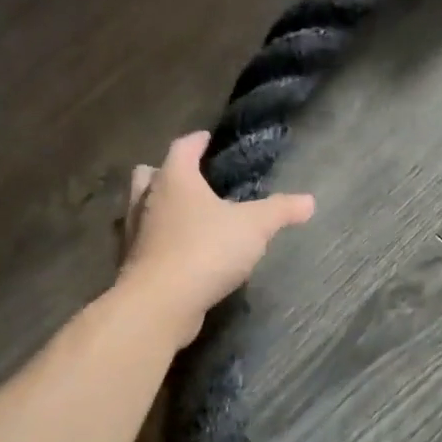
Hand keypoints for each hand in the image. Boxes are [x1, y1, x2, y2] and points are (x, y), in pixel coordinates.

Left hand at [116, 130, 314, 344]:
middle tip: (189, 179)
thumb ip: (280, 211)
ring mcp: (134, 233)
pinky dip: (155, 240)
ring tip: (181, 215)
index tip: (206, 139)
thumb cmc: (206, 250)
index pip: (182, 147)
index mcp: (174, 179)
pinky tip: (175, 251)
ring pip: (140, 208)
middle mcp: (147, 200)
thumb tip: (309, 201)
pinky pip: (142, 241)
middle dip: (166, 172)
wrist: (160, 303)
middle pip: (149, 174)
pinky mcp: (131, 264)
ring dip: (156, 207)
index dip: (196, 141)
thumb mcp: (254, 227)